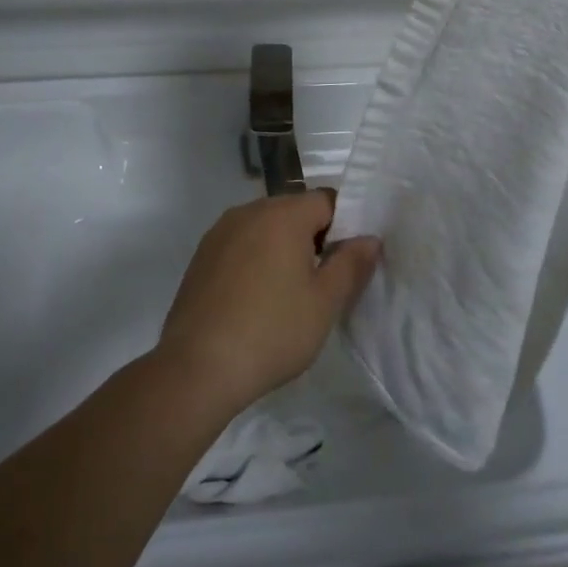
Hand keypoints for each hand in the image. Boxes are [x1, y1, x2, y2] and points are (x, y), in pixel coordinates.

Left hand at [156, 191, 380, 415]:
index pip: (326, 200)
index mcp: (283, 214)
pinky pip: (240, 244)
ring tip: (288, 294)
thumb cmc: (272, 331)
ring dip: (281, 248)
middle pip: (294, 210)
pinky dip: (254, 260)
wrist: (198, 366)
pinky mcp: (201, 255)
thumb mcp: (324, 303)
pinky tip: (255, 299)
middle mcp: (249, 211)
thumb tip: (369, 238)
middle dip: (313, 237)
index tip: (347, 262)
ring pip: (265, 227)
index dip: (344, 226)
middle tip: (322, 282)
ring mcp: (220, 231)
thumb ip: (351, 264)